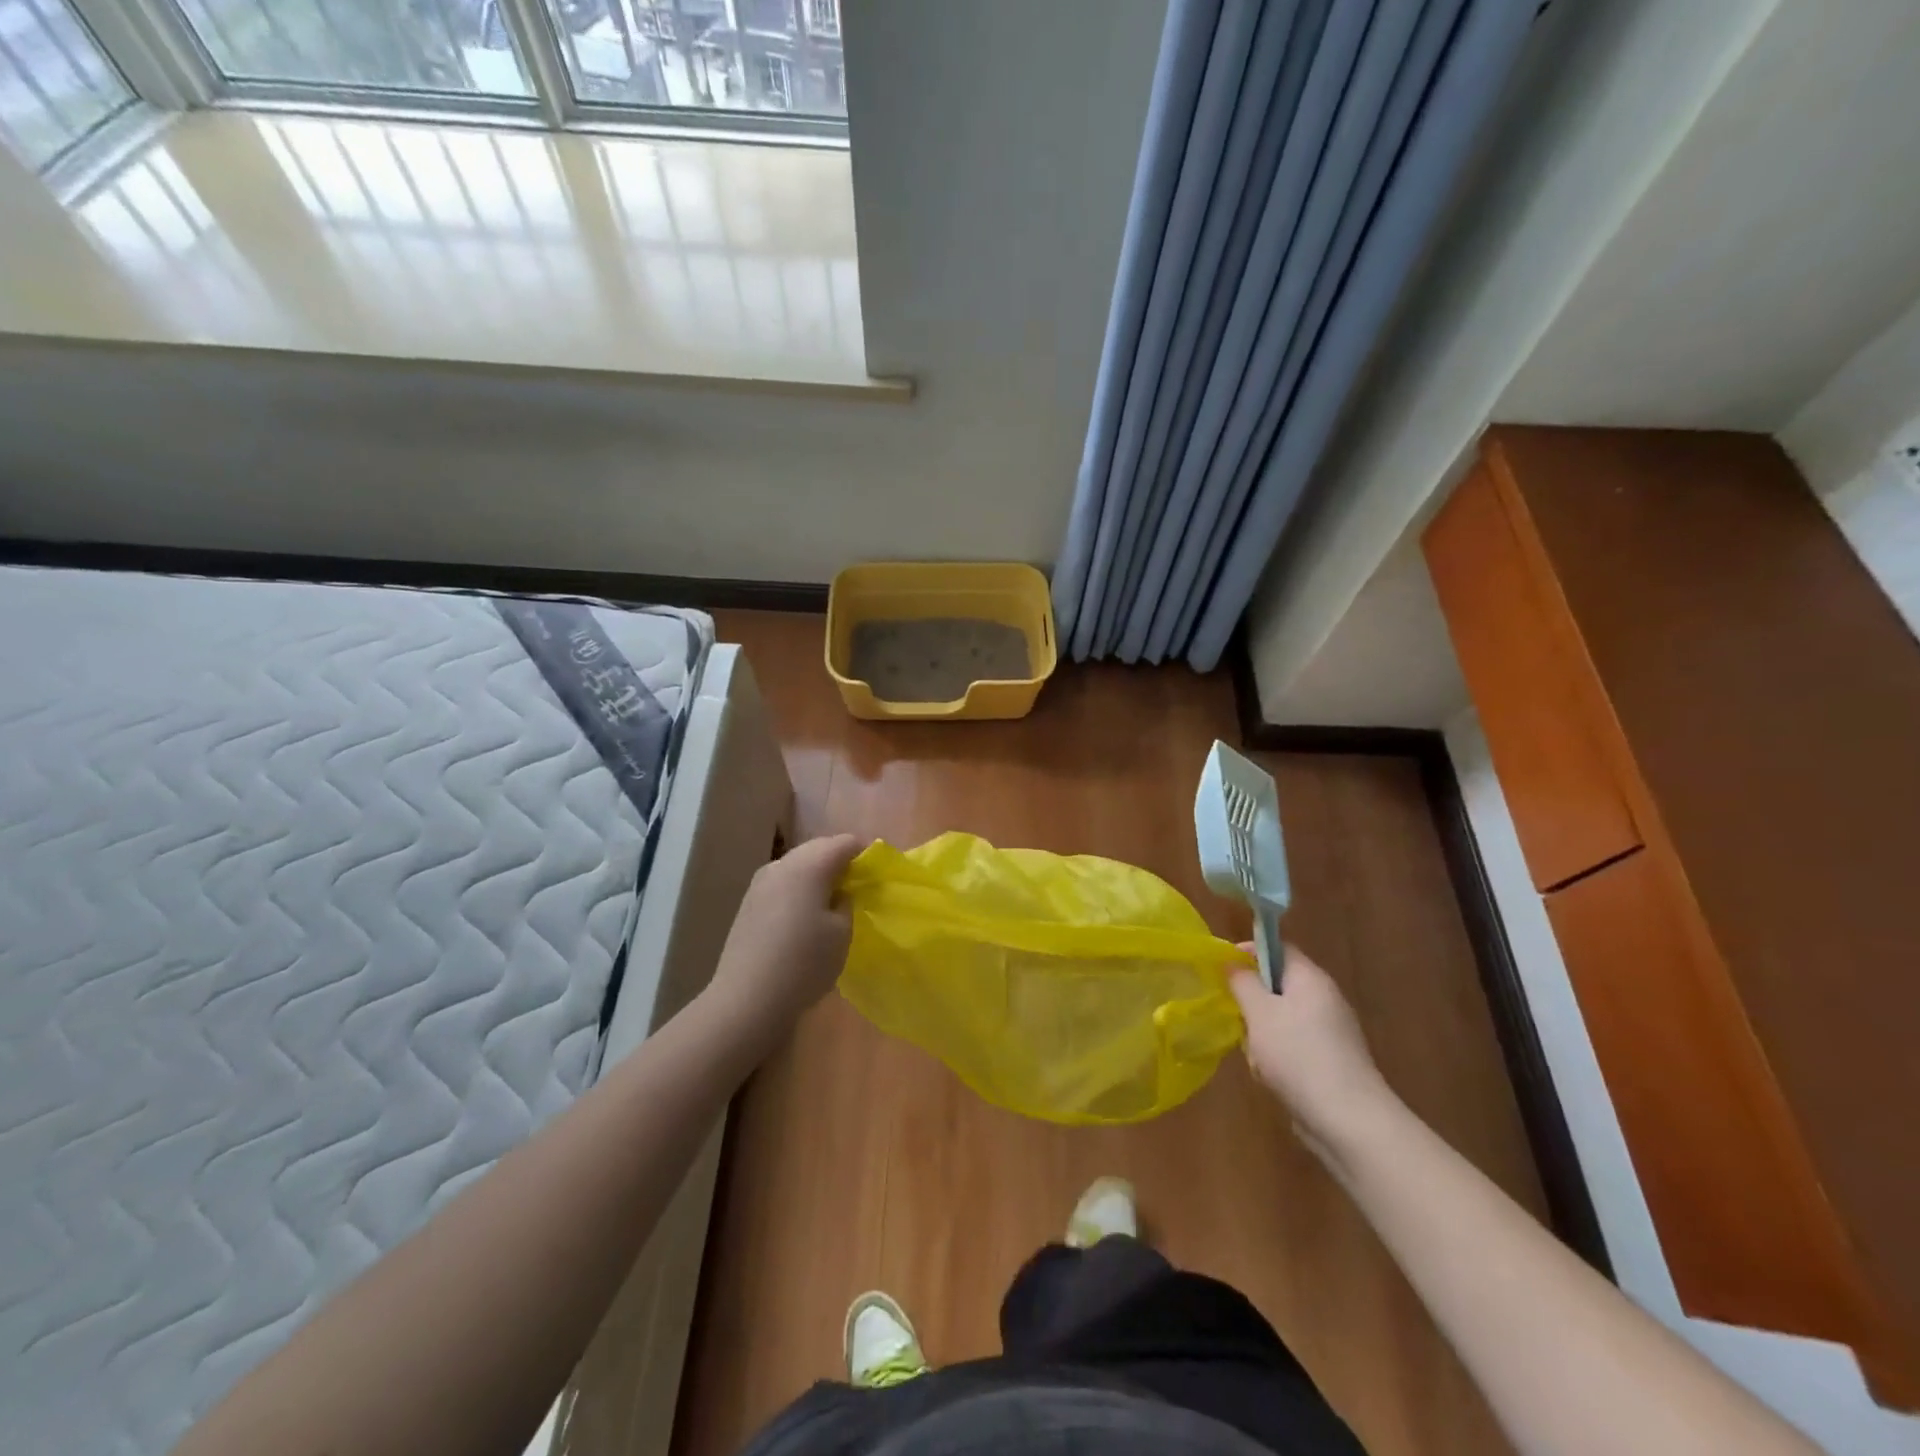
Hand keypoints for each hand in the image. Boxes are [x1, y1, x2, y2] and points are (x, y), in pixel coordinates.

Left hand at [706, 834, 864, 1047]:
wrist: (747, 999)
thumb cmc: (805, 963)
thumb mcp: (842, 933)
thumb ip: (846, 902)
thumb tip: (839, 892)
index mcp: (810, 865)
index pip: (845, 843)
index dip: (864, 855)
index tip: (875, 876)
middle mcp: (782, 864)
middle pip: (818, 848)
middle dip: (839, 861)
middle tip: (856, 887)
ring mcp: (760, 882)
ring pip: (797, 865)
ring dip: (816, 875)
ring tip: (830, 902)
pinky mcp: (748, 903)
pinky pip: (781, 883)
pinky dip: (798, 889)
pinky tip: (803, 916)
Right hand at [1230, 943, 1398, 1161]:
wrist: (1348, 1121)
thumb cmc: (1297, 1055)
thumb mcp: (1259, 1012)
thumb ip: (1242, 982)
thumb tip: (1231, 962)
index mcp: (1310, 978)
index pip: (1278, 948)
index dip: (1249, 952)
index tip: (1223, 970)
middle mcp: (1324, 999)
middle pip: (1277, 986)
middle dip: (1252, 1003)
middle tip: (1239, 1020)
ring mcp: (1330, 1032)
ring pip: (1280, 1019)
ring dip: (1261, 1035)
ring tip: (1256, 1058)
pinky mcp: (1330, 1061)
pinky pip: (1292, 1046)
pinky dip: (1276, 1057)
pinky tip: (1271, 1078)